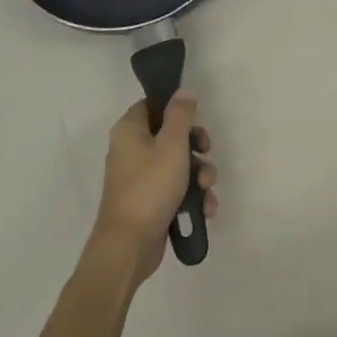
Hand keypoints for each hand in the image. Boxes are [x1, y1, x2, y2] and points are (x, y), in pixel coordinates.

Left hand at [90, 94, 217, 286]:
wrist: (130, 245)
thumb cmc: (150, 187)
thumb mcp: (172, 145)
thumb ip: (181, 115)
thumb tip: (184, 92)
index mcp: (130, 131)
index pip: (153, 105)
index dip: (176, 110)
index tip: (195, 121)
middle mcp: (132, 150)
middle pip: (171, 135)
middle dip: (196, 147)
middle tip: (206, 153)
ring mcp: (141, 177)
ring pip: (179, 163)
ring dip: (200, 174)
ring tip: (207, 190)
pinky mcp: (151, 200)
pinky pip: (177, 188)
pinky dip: (193, 195)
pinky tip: (205, 208)